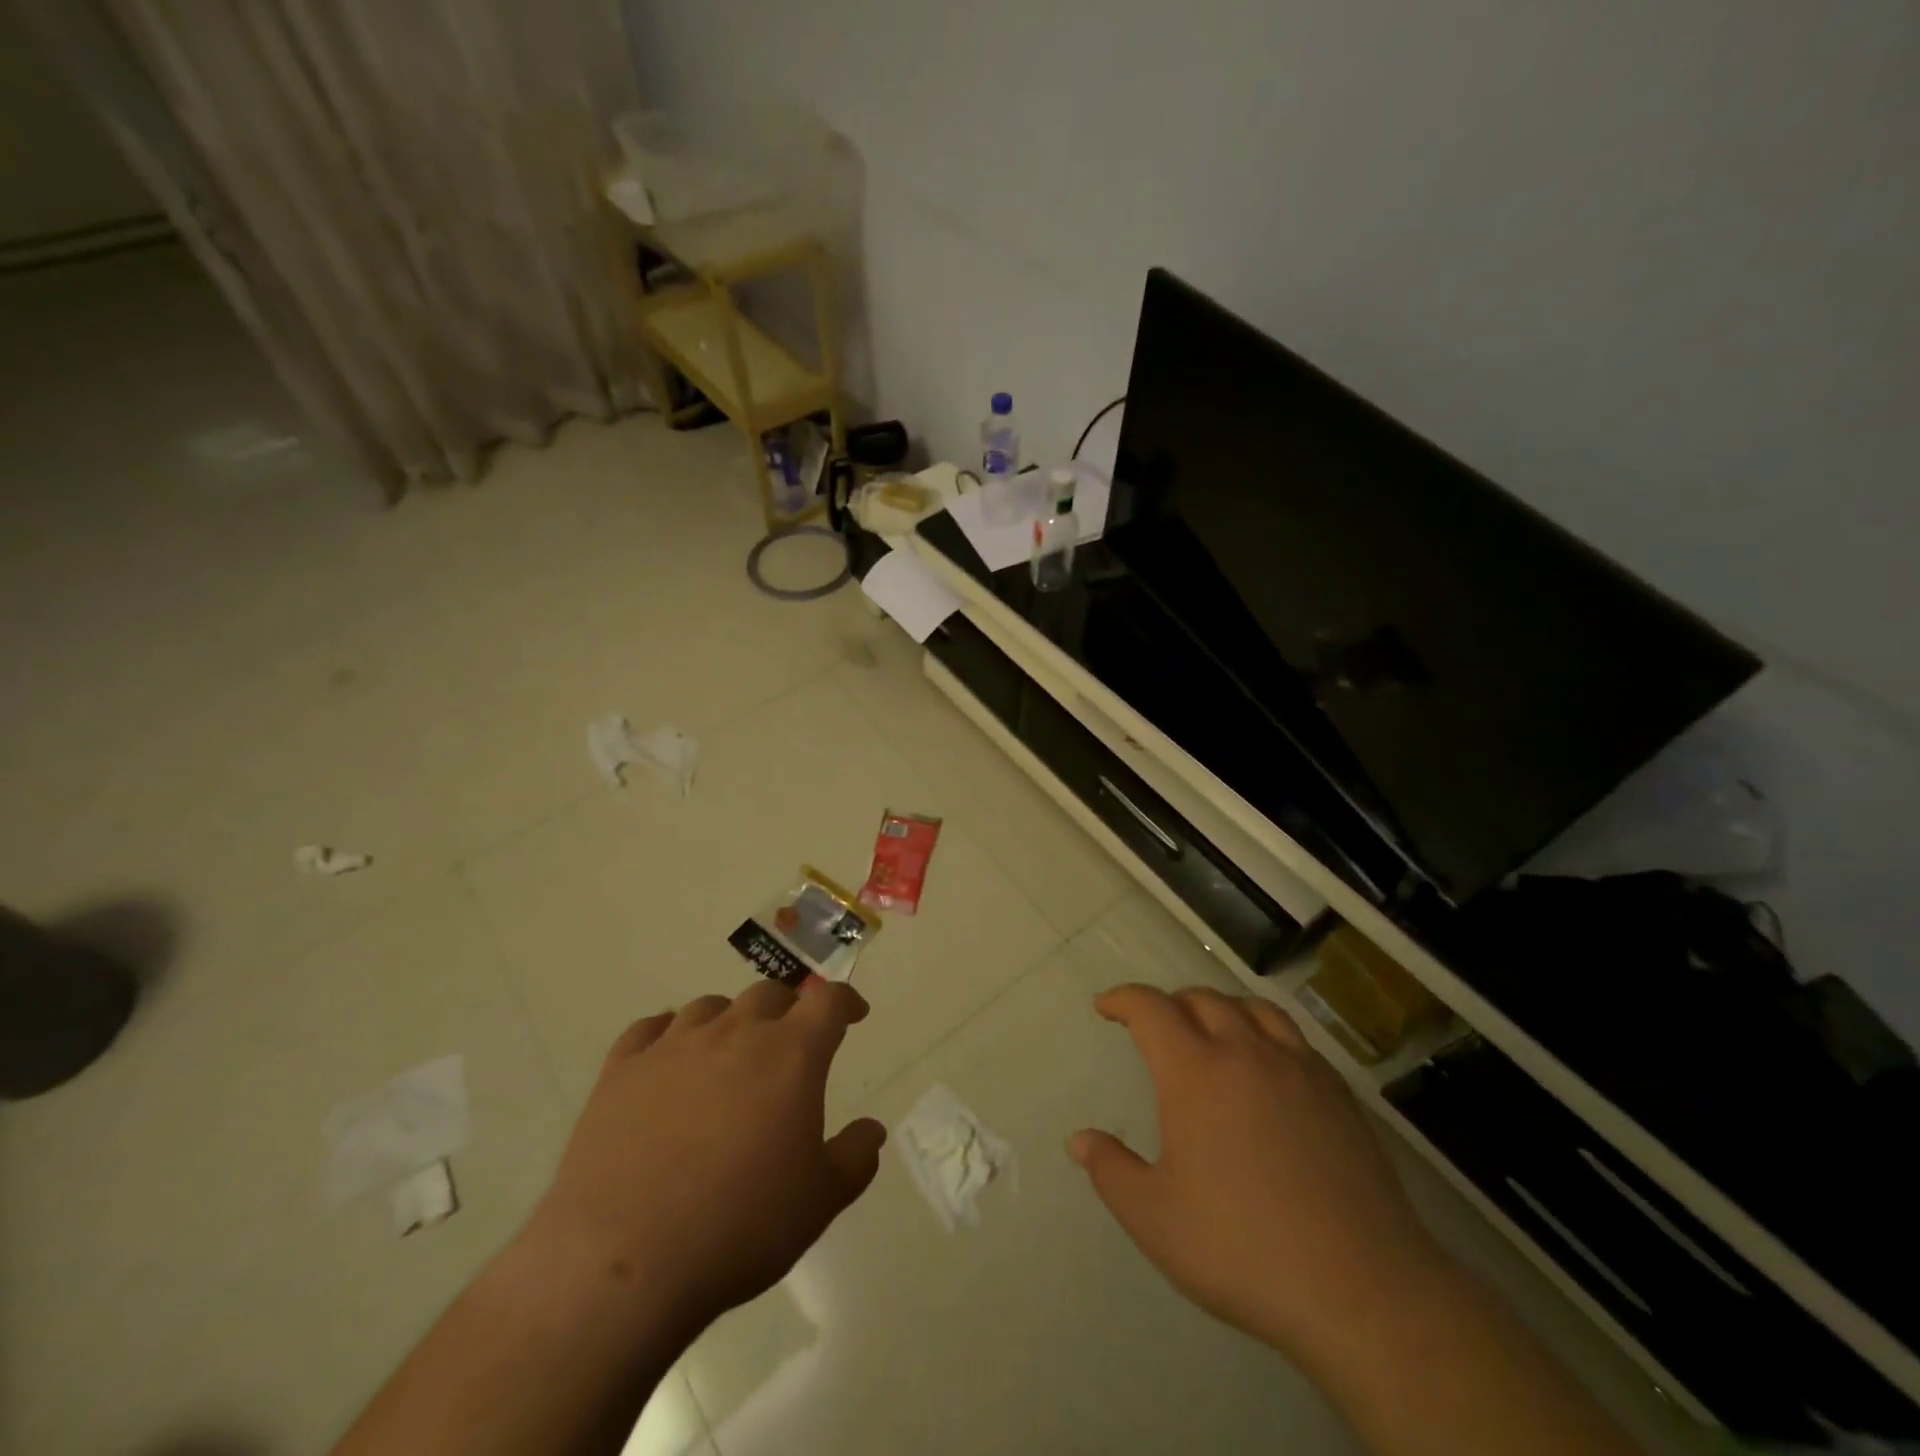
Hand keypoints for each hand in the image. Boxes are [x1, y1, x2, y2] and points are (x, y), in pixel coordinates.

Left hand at [519, 979, 886, 1345]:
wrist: (623, 1263)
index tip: (854, 1014)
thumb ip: (855, 1157)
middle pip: (769, 993)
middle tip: (790, 1042)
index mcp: (790, 1054)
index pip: (828, 1001)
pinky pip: (649, 1028)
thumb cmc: (739, 1227)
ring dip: (730, 1020)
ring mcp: (674, 1046)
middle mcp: (735, 1033)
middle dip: (788, 1009)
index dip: (846, 1001)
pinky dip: (668, 1033)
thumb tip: (873, 1129)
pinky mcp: (621, 1069)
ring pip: (710, 1006)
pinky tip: (668, 1055)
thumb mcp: (819, 1201)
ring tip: (729, 1052)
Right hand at [1069, 983, 1452, 1378]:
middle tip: (1155, 1026)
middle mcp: (1246, 1052)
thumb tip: (1079, 1140)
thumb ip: (1111, 1171)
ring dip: (1221, 1008)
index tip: (1106, 1005)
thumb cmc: (1243, 1249)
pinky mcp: (1340, 1094)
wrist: (1362, 1290)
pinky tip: (1268, 1067)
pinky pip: (1294, 1038)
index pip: (1151, 1008)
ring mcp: (1299, 1069)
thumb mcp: (1156, 1219)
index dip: (1123, 999)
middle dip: (1170, 1003)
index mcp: (1196, 1072)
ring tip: (1211, 1029)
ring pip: (1254, 1008)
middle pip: (1202, 999)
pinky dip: (1266, 1033)